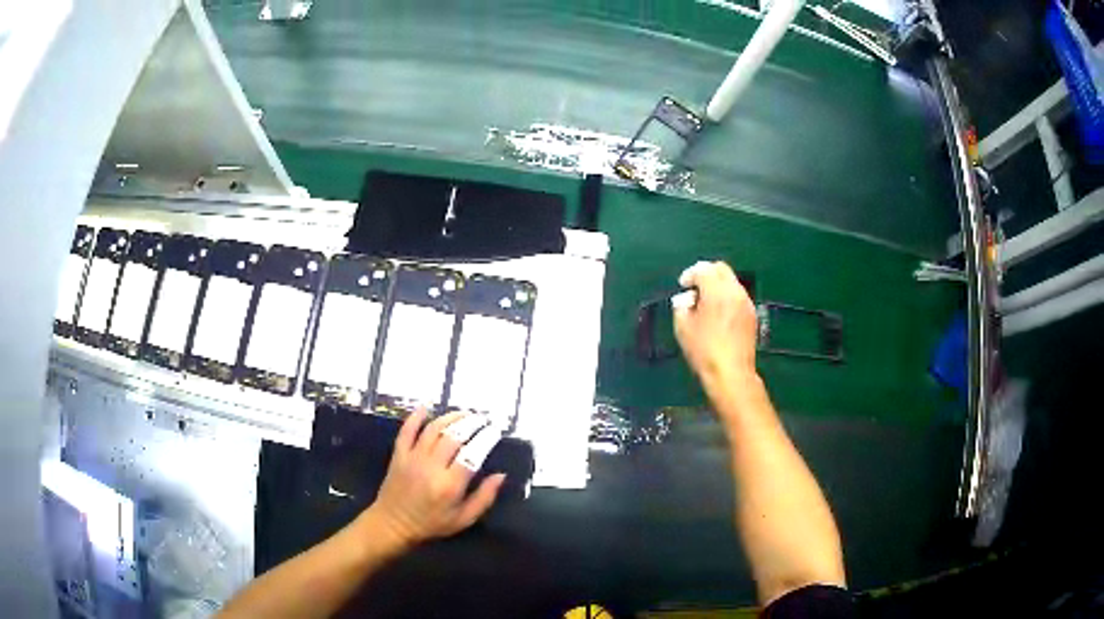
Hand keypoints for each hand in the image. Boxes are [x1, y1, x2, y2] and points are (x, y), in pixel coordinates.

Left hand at [361, 409, 505, 549]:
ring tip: (464, 413)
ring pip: (433, 429)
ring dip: (450, 417)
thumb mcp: (464, 519)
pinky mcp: (399, 454)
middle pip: (454, 436)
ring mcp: (413, 458)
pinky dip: (416, 416)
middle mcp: (431, 467)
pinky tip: (427, 407)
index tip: (495, 430)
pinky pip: (407, 430)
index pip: (472, 454)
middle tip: (483, 419)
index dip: (486, 438)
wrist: (393, 524)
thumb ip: (484, 498)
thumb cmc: (432, 524)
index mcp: (450, 485)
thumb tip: (501, 475)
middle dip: (471, 423)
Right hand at [673, 261, 758, 389]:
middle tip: (694, 287)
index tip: (682, 285)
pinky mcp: (752, 315)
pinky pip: (738, 295)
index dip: (690, 274)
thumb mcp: (683, 328)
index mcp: (716, 292)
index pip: (703, 270)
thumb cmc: (704, 351)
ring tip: (706, 301)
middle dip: (706, 273)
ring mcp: (746, 303)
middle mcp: (734, 292)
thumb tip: (686, 298)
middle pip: (721, 269)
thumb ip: (681, 306)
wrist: (731, 372)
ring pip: (731, 281)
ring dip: (718, 285)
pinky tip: (719, 313)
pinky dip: (727, 295)